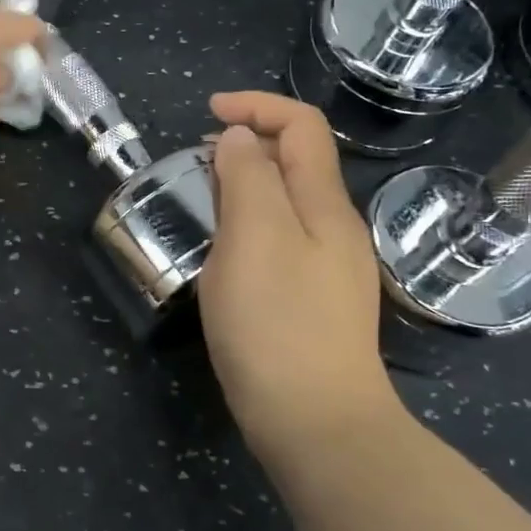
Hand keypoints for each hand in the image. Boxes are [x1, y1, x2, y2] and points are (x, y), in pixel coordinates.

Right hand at [197, 91, 403, 458]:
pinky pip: (282, 241)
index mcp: (324, 205)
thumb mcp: (254, 239)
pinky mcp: (314, 303)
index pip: (302, 126)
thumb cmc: (278, 324)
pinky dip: (250, 226)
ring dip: (246, 187)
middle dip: (247, 145)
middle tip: (196, 164)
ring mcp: (329, 269)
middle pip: (298, 162)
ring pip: (287, 204)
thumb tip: (241, 139)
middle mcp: (335, 229)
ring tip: (203, 204)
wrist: (317, 424)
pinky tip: (224, 255)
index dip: (257, 105)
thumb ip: (249, 178)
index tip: (207, 114)